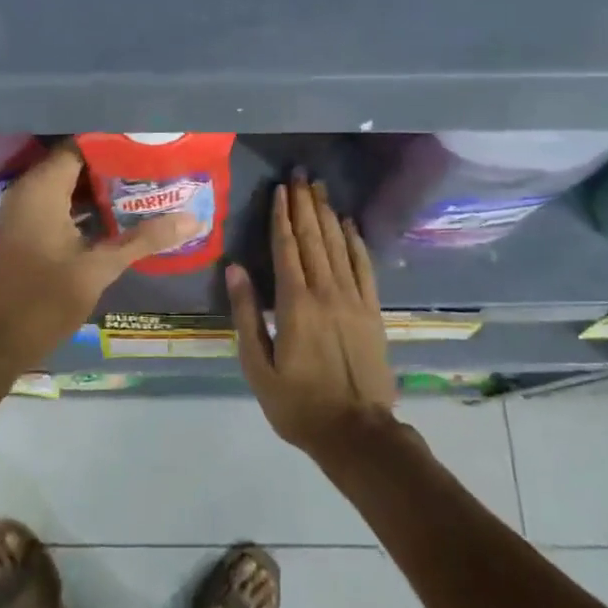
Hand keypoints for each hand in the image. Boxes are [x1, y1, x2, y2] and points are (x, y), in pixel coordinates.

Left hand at [0, 141, 193, 379]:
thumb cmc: (43, 300)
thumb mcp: (99, 269)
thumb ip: (143, 239)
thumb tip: (192, 219)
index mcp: (42, 188)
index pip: (82, 145)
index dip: (116, 143)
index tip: (150, 144)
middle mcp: (30, 189)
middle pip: (78, 162)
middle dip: (115, 164)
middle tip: (157, 164)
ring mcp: (26, 209)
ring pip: (70, 184)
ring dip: (103, 185)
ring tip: (147, 183)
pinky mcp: (28, 228)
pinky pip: (61, 201)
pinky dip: (87, 204)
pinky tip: (121, 211)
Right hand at [229, 176, 395, 456]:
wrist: (357, 433)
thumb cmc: (298, 404)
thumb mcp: (258, 366)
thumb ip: (246, 315)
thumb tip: (234, 269)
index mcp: (294, 304)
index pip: (287, 249)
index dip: (282, 217)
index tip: (280, 189)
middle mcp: (326, 292)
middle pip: (313, 239)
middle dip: (304, 204)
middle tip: (301, 174)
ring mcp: (354, 299)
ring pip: (338, 246)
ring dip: (327, 215)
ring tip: (320, 188)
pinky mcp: (373, 311)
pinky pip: (364, 267)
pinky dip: (356, 242)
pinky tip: (349, 224)